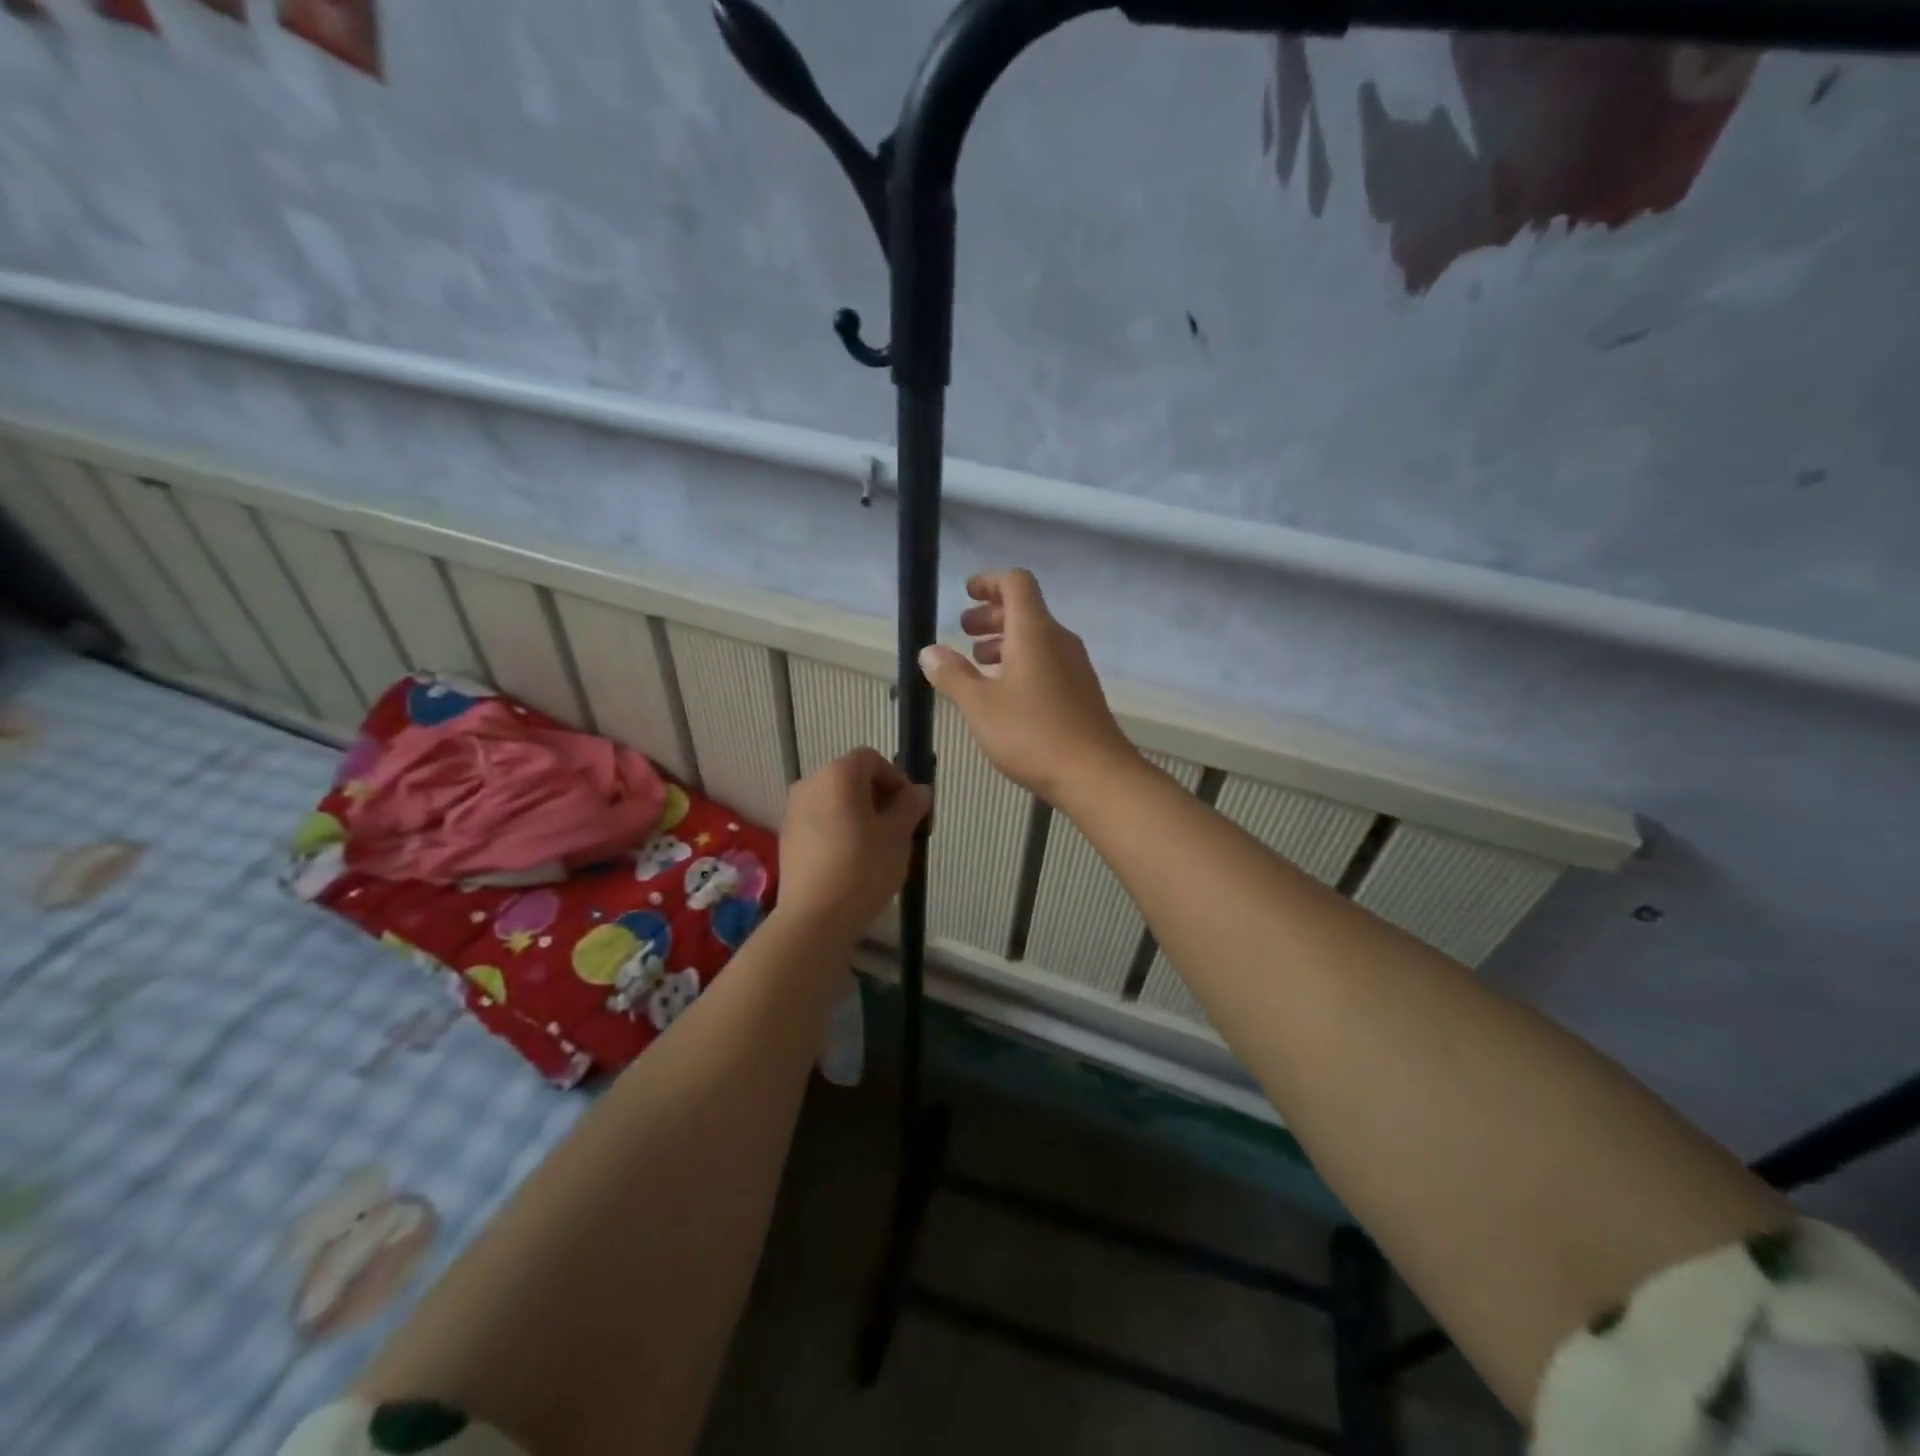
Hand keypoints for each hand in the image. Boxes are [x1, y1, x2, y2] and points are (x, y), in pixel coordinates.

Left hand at [776, 747, 930, 943]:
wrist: (815, 918)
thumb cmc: (864, 867)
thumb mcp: (899, 834)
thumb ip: (911, 805)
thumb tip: (918, 791)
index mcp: (838, 774)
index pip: (872, 759)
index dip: (897, 779)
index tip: (911, 809)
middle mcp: (810, 783)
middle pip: (852, 779)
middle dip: (880, 798)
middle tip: (900, 830)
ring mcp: (794, 811)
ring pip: (836, 802)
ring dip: (860, 816)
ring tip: (879, 849)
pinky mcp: (788, 837)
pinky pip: (821, 823)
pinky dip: (840, 831)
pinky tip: (853, 862)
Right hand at [918, 569, 1136, 803]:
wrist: (1095, 774)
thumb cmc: (1033, 734)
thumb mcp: (980, 706)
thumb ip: (952, 675)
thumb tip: (929, 652)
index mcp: (1034, 631)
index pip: (1016, 583)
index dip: (989, 582)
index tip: (966, 594)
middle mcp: (1058, 640)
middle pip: (1025, 610)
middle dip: (991, 616)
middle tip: (963, 632)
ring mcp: (1074, 666)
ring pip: (1036, 638)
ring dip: (1004, 642)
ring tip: (977, 664)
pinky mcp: (1080, 691)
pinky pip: (1046, 661)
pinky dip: (1021, 662)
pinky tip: (1004, 693)